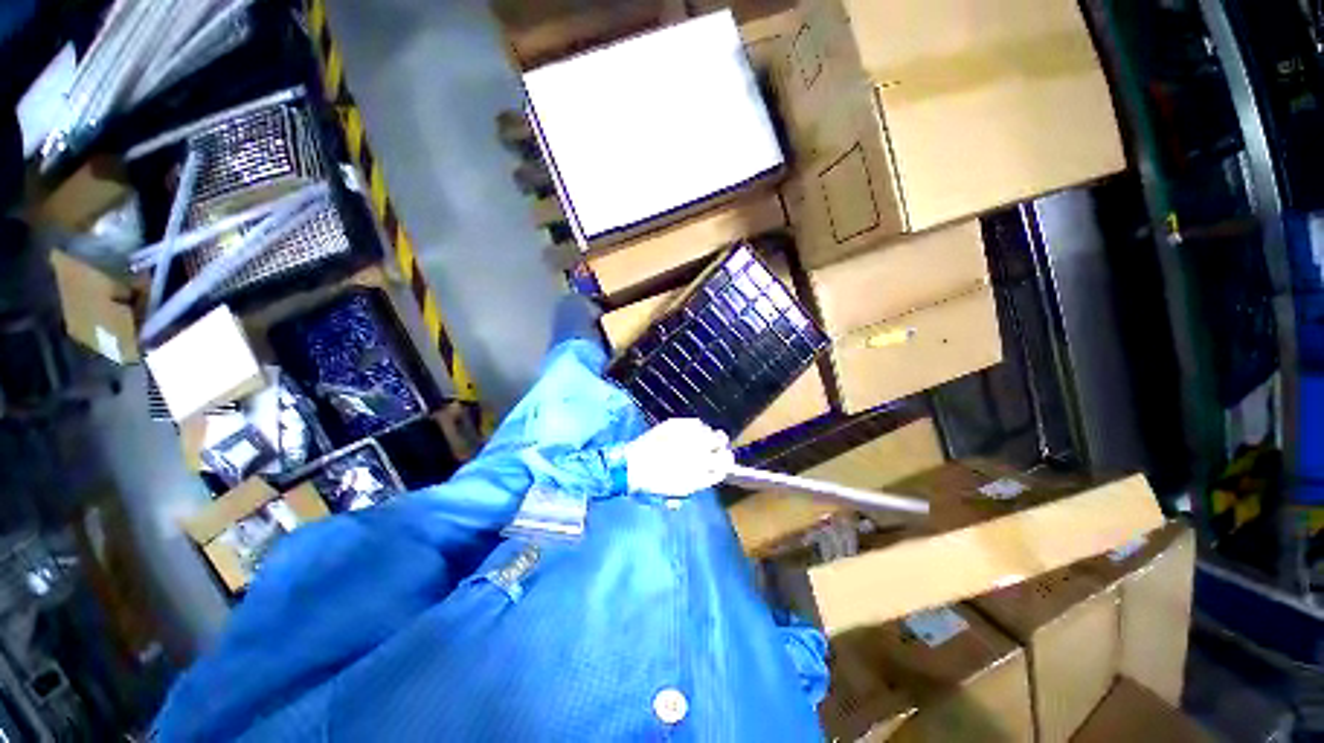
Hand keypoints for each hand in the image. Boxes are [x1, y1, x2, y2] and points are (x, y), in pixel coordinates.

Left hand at [621, 418, 733, 496]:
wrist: (630, 467)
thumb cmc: (648, 485)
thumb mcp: (670, 495)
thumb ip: (686, 490)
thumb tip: (692, 487)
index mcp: (701, 477)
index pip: (724, 468)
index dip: (724, 463)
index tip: (721, 460)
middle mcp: (701, 458)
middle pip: (725, 451)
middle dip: (722, 449)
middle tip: (716, 446)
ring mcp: (691, 440)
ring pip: (714, 434)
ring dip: (710, 437)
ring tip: (701, 437)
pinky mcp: (680, 426)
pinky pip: (698, 423)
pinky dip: (697, 426)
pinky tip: (689, 430)